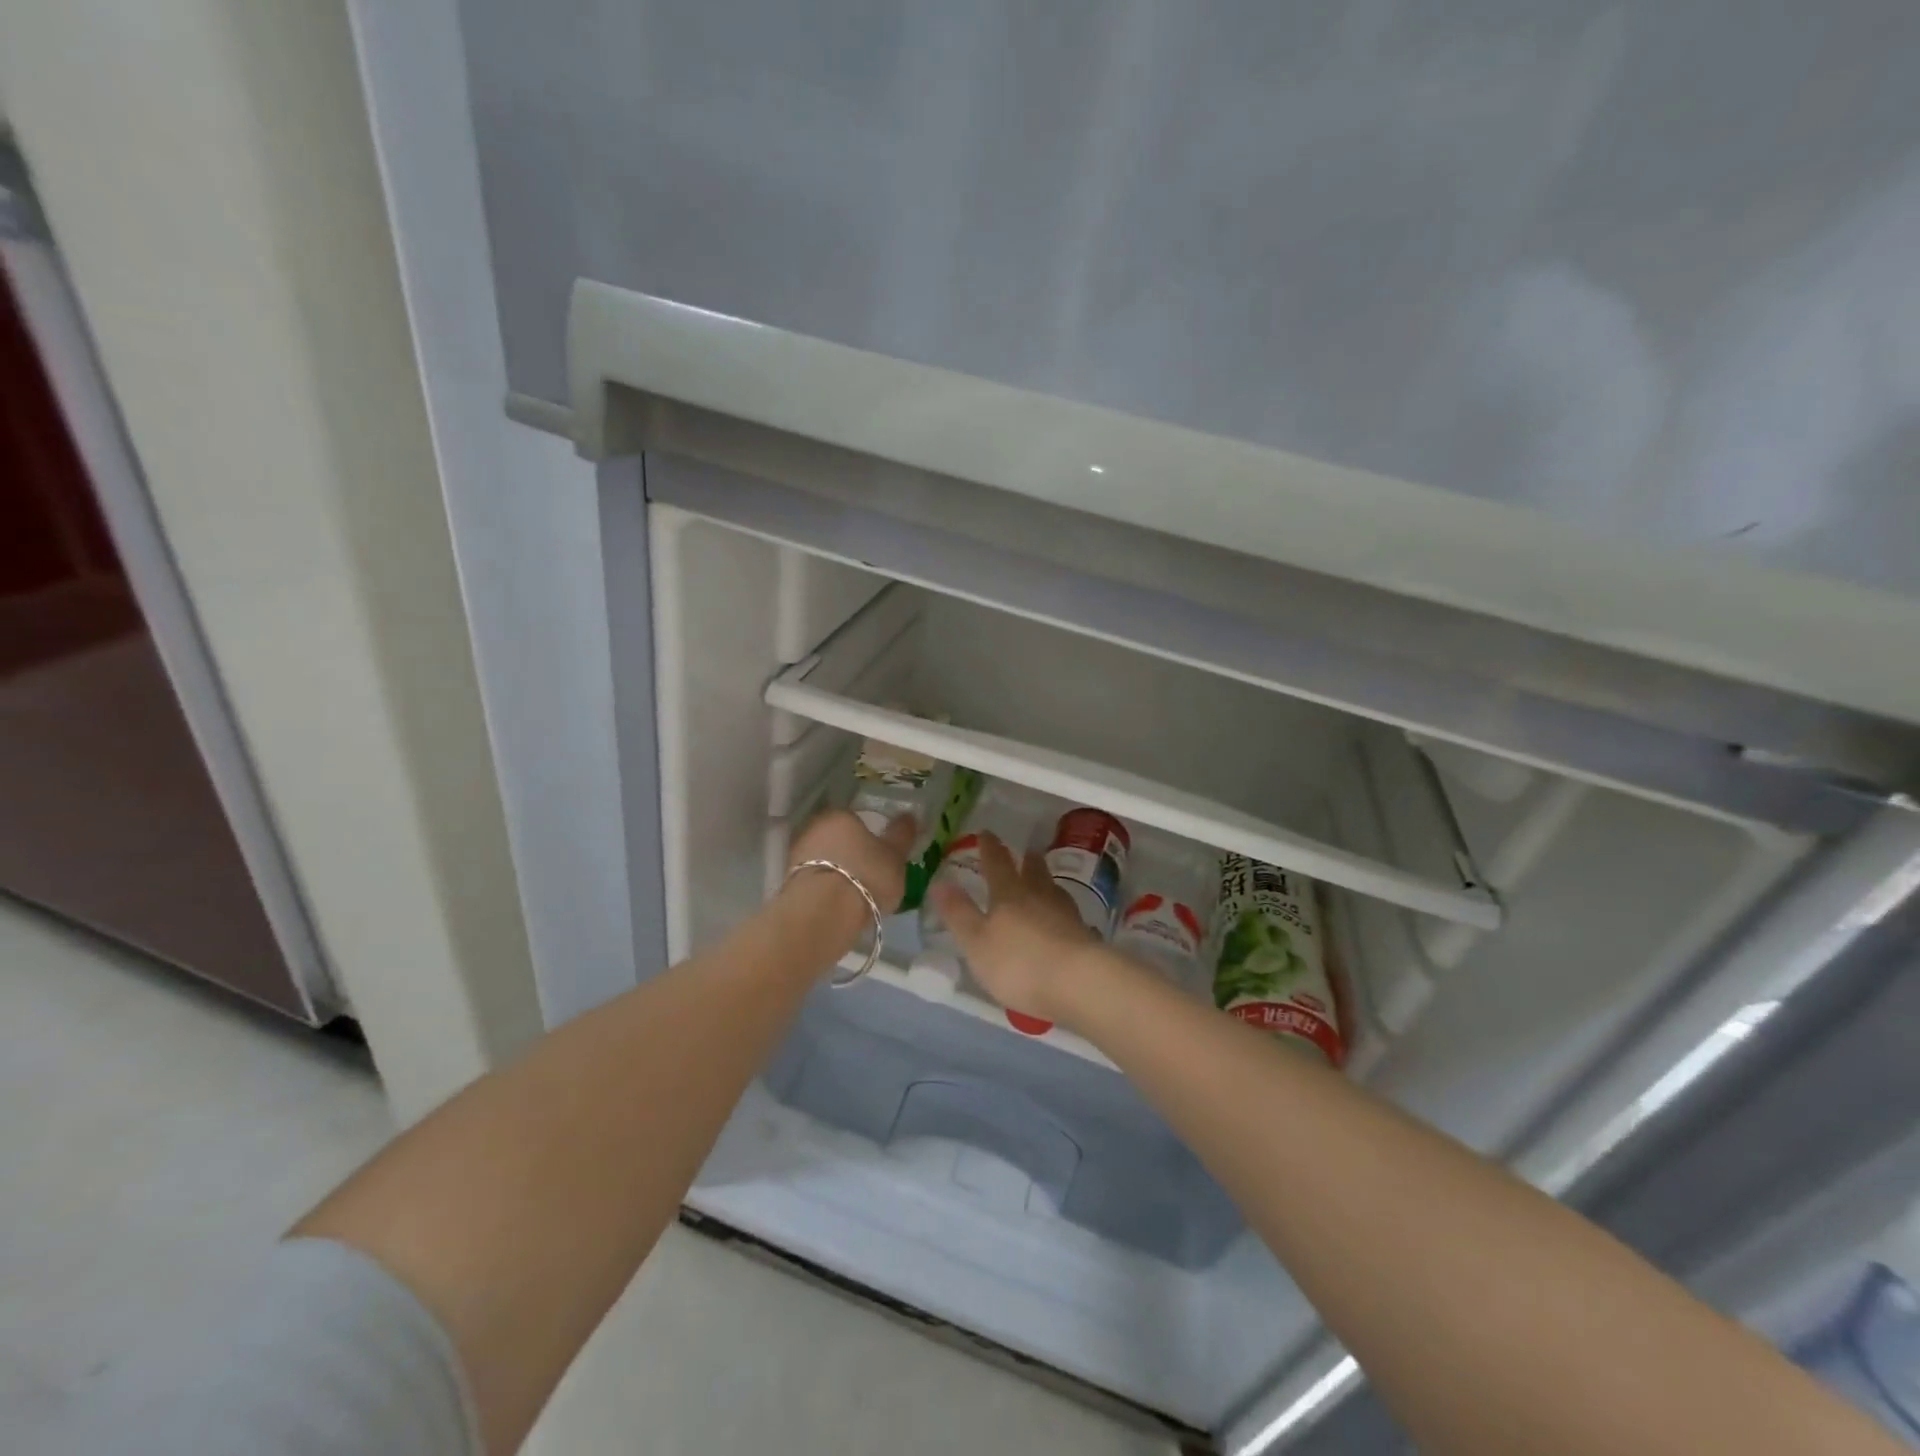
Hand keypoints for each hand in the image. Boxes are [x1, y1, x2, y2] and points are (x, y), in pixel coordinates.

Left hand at [786, 808, 914, 919]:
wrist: (823, 912)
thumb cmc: (866, 875)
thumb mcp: (895, 856)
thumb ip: (902, 835)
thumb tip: (909, 816)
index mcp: (841, 815)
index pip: (857, 820)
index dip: (870, 838)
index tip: (880, 857)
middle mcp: (814, 827)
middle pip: (838, 839)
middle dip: (851, 854)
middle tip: (870, 876)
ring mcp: (797, 854)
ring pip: (825, 860)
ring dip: (837, 872)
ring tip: (856, 895)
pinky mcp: (788, 881)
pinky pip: (816, 880)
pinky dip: (826, 888)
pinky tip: (839, 904)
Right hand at [928, 832, 1103, 1024]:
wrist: (1078, 982)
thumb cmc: (1018, 963)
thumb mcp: (976, 942)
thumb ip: (958, 913)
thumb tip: (940, 882)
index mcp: (1009, 895)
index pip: (997, 864)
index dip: (989, 848)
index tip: (986, 833)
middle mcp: (1039, 896)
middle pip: (1033, 871)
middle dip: (1026, 860)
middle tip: (1025, 851)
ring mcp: (1066, 915)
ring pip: (1054, 890)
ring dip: (1046, 881)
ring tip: (1043, 880)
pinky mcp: (1084, 936)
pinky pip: (1069, 914)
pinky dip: (1062, 911)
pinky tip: (1063, 918)